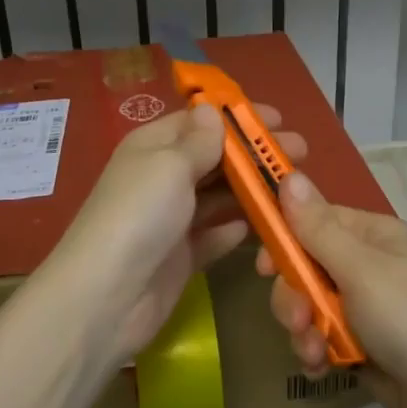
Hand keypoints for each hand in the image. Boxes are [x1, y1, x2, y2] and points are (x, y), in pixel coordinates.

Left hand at [43, 101, 305, 367]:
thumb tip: (212, 110)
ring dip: (253, 190)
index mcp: (153, 146)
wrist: (107, 297)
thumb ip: (199, 141)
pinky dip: (237, 229)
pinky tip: (265, 226)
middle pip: (215, 159)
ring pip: (220, 197)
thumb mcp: (170, 165)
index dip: (238, 118)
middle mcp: (162, 178)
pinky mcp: (182, 256)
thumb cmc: (140, 215)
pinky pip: (216, 235)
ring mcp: (172, 219)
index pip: (200, 122)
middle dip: (254, 154)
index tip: (279, 120)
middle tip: (299, 154)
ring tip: (293, 189)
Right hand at [257, 174, 406, 407]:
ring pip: (307, 305)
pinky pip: (319, 336)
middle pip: (303, 267)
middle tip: (301, 320)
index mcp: (371, 235)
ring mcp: (362, 306)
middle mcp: (365, 264)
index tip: (264, 266)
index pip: (313, 220)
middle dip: (294, 296)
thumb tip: (288, 174)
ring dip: (303, 329)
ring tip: (317, 352)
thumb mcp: (360, 269)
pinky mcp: (359, 342)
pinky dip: (316, 351)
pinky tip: (322, 367)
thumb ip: (317, 227)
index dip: (284, 240)